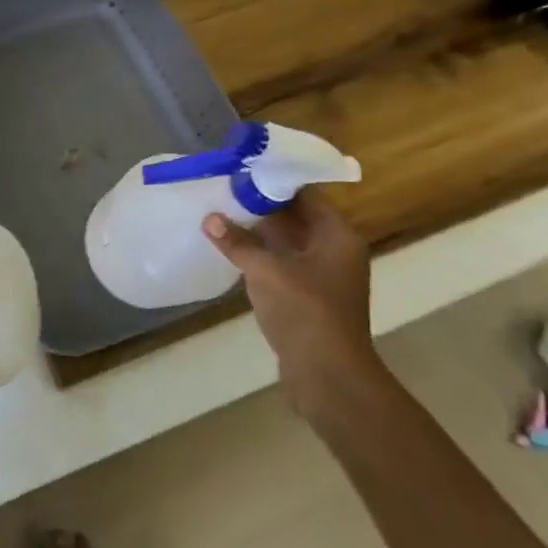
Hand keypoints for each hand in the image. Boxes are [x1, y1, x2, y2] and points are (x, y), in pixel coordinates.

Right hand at [203, 188, 381, 414]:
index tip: (240, 172)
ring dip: (257, 232)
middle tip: (223, 191)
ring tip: (220, 216)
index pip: (306, 195)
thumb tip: (210, 218)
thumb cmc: (304, 311)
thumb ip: (237, 242)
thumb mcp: (265, 270)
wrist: (327, 375)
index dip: (274, 182)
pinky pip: (282, 265)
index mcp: (337, 235)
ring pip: (287, 243)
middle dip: (260, 206)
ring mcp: (322, 276)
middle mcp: (335, 251)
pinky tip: (231, 251)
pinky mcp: (308, 298)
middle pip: (296, 217)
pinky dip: (260, 256)